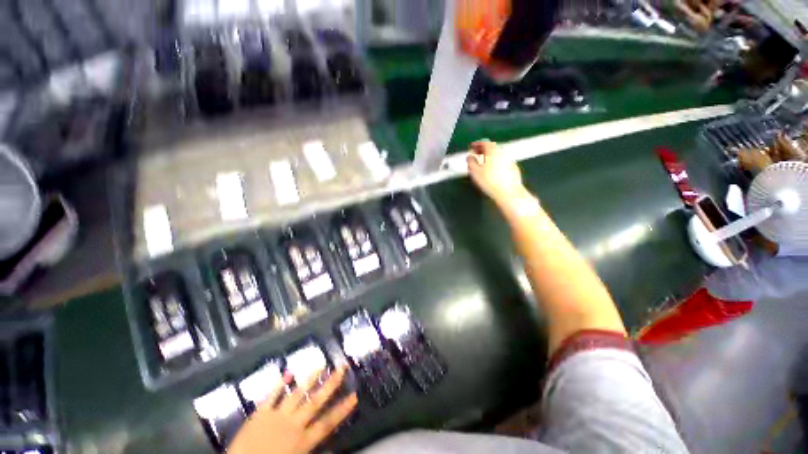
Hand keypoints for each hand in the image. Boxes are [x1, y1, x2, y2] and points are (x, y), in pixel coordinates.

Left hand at [229, 366, 357, 453]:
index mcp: (302, 441)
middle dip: (331, 385)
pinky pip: (271, 396)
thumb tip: (332, 450)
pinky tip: (287, 373)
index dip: (342, 409)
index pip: (327, 423)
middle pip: (316, 402)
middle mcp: (293, 425)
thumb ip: (311, 450)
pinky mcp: (260, 414)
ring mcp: (276, 416)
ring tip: (320, 364)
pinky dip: (279, 384)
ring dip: (309, 379)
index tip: (354, 395)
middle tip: (341, 368)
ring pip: (297, 394)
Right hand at [467, 140, 525, 205]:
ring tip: (484, 164)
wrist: (508, 192)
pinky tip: (494, 171)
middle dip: (484, 150)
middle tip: (477, 155)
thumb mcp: (475, 172)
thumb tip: (470, 156)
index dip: (477, 144)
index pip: (484, 143)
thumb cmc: (490, 182)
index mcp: (492, 151)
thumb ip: (471, 162)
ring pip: (498, 155)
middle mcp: (502, 152)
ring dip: (490, 157)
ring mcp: (510, 160)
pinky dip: (497, 163)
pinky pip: (503, 162)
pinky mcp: (514, 168)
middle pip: (492, 148)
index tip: (472, 147)